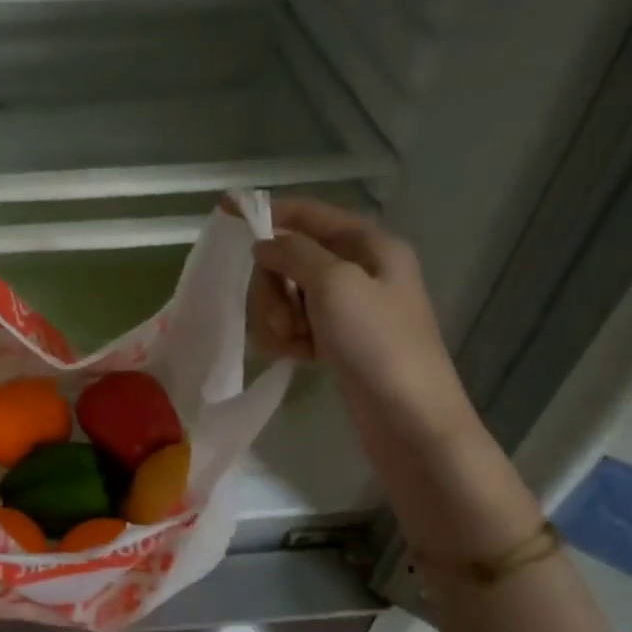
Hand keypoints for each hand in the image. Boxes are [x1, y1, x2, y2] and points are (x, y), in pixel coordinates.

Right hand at [249, 199, 475, 447]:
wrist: (407, 419)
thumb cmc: (377, 343)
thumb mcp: (334, 284)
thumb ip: (294, 253)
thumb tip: (264, 244)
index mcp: (370, 246)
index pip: (310, 214)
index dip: (270, 212)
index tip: (224, 212)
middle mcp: (359, 271)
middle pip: (290, 258)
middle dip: (274, 286)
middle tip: (283, 316)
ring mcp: (347, 309)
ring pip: (287, 295)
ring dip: (278, 316)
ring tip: (292, 343)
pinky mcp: (336, 341)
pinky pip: (295, 325)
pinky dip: (288, 338)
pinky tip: (295, 356)